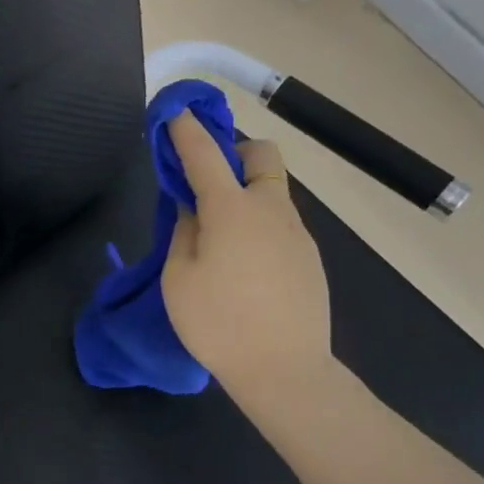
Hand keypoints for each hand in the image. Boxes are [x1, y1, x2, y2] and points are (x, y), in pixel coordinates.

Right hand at [162, 111, 333, 405]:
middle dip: (235, 152)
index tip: (174, 112)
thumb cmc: (219, 324)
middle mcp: (270, 209)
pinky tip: (244, 266)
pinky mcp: (309, 257)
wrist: (286, 372)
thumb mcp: (180, 278)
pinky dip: (259, 224)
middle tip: (208, 182)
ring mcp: (296, 233)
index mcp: (231, 209)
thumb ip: (184, 231)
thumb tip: (193, 208)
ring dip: (245, 193)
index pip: (204, 153)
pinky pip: (280, 223)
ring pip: (272, 191)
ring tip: (219, 237)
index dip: (186, 129)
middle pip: (261, 155)